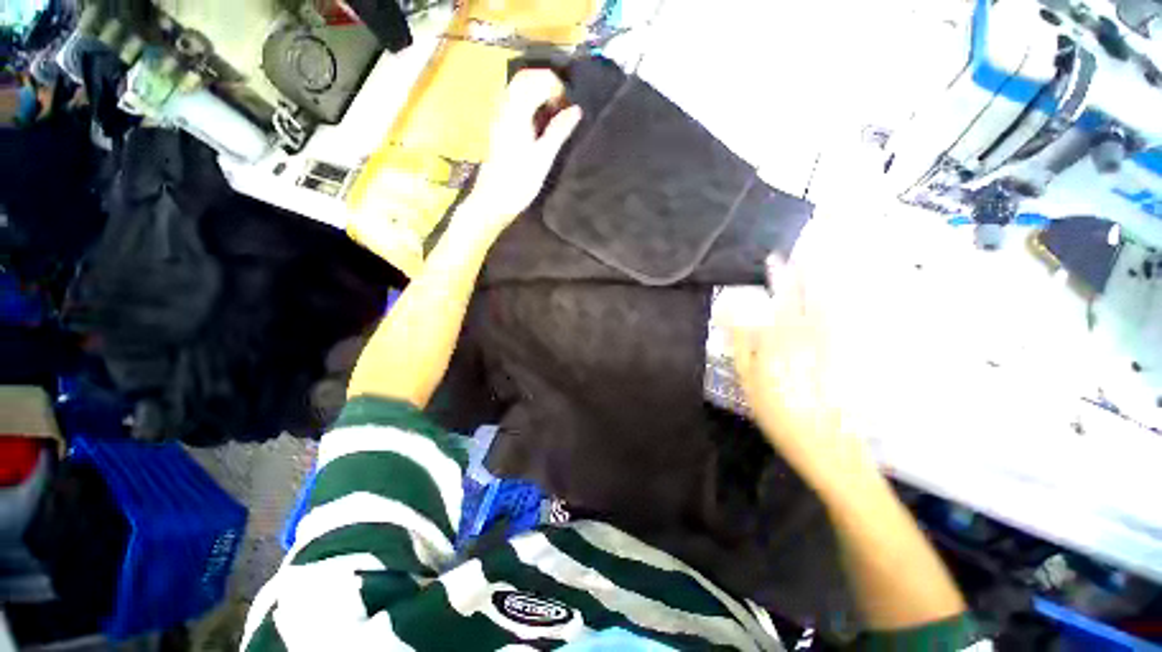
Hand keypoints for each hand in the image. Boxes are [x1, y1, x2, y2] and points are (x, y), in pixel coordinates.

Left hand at [466, 69, 582, 232]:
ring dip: (537, 92)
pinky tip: (539, 122)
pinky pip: (513, 102)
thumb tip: (576, 109)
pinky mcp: (498, 128)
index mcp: (516, 112)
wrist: (492, 200)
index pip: (536, 80)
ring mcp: (498, 117)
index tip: (568, 106)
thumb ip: (559, 130)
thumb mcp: (543, 157)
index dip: (555, 86)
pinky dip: (529, 103)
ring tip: (554, 112)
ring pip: (517, 89)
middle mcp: (504, 107)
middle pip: (524, 78)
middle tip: (563, 104)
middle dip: (546, 84)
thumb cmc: (519, 182)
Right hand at [729, 254, 876, 485]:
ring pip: (827, 302)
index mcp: (780, 340)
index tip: (773, 259)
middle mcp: (809, 334)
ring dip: (822, 279)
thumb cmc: (778, 414)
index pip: (776, 300)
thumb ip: (742, 345)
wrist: (828, 445)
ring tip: (820, 261)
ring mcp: (832, 344)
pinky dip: (839, 303)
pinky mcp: (847, 356)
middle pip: (804, 296)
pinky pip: (843, 321)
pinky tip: (837, 295)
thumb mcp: (749, 381)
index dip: (775, 279)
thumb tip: (735, 316)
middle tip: (801, 251)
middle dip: (801, 271)